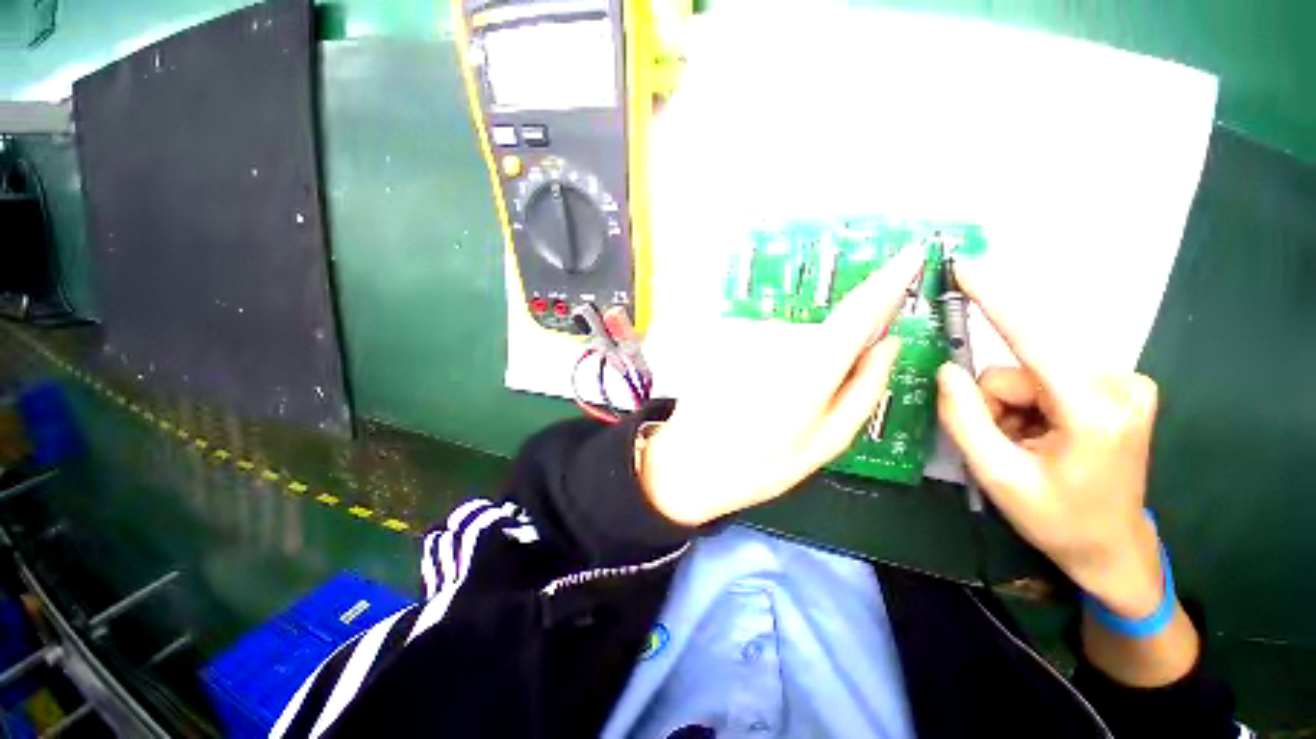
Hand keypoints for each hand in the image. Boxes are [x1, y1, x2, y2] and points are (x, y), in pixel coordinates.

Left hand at [640, 246, 925, 526]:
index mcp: (810, 367)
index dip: (889, 280)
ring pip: (794, 341)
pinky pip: (766, 344)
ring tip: (770, 407)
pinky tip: (750, 394)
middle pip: (825, 335)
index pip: (859, 310)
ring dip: (793, 368)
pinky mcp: (729, 338)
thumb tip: (888, 345)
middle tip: (804, 407)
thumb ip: (864, 390)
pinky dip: (769, 365)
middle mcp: (779, 337)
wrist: (691, 461)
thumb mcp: (825, 442)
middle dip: (827, 363)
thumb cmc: (759, 463)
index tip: (911, 255)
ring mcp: (749, 334)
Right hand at [936, 261, 1163, 618]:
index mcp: (1094, 412)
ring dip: (1011, 406)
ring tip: (1023, 444)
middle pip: (1020, 368)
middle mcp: (1119, 385)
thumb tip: (947, 370)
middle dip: (996, 401)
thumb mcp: (997, 475)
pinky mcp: (1118, 385)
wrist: (1110, 547)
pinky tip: (1041, 434)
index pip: (1034, 341)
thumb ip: (964, 417)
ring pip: (1029, 373)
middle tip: (1001, 441)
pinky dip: (1029, 403)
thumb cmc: (1057, 519)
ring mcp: (1125, 383)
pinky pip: (1047, 377)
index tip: (967, 267)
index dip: (996, 300)